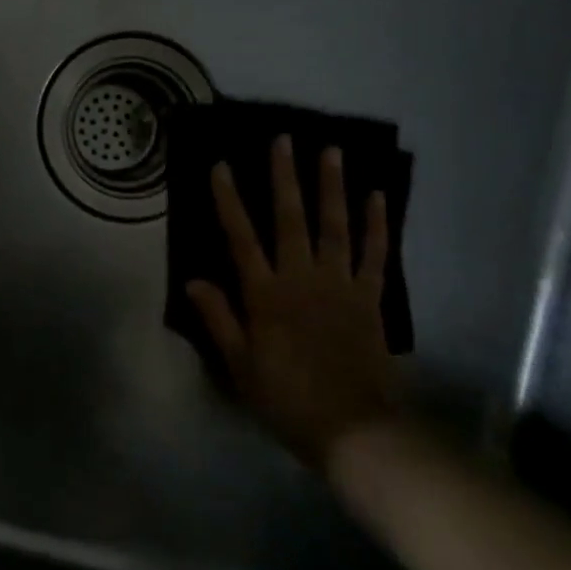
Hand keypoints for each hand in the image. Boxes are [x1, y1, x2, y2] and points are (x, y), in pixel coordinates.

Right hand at [186, 138, 397, 472]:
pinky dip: (377, 224)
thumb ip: (218, 319)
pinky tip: (378, 196)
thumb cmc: (287, 399)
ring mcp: (340, 284)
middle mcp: (301, 278)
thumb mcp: (239, 366)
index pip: (241, 237)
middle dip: (285, 177)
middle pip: (291, 219)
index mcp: (265, 295)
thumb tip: (192, 279)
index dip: (228, 199)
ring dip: (332, 186)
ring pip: (335, 226)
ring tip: (331, 151)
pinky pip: (375, 254)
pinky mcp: (370, 297)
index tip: (221, 165)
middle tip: (284, 139)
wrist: (354, 430)